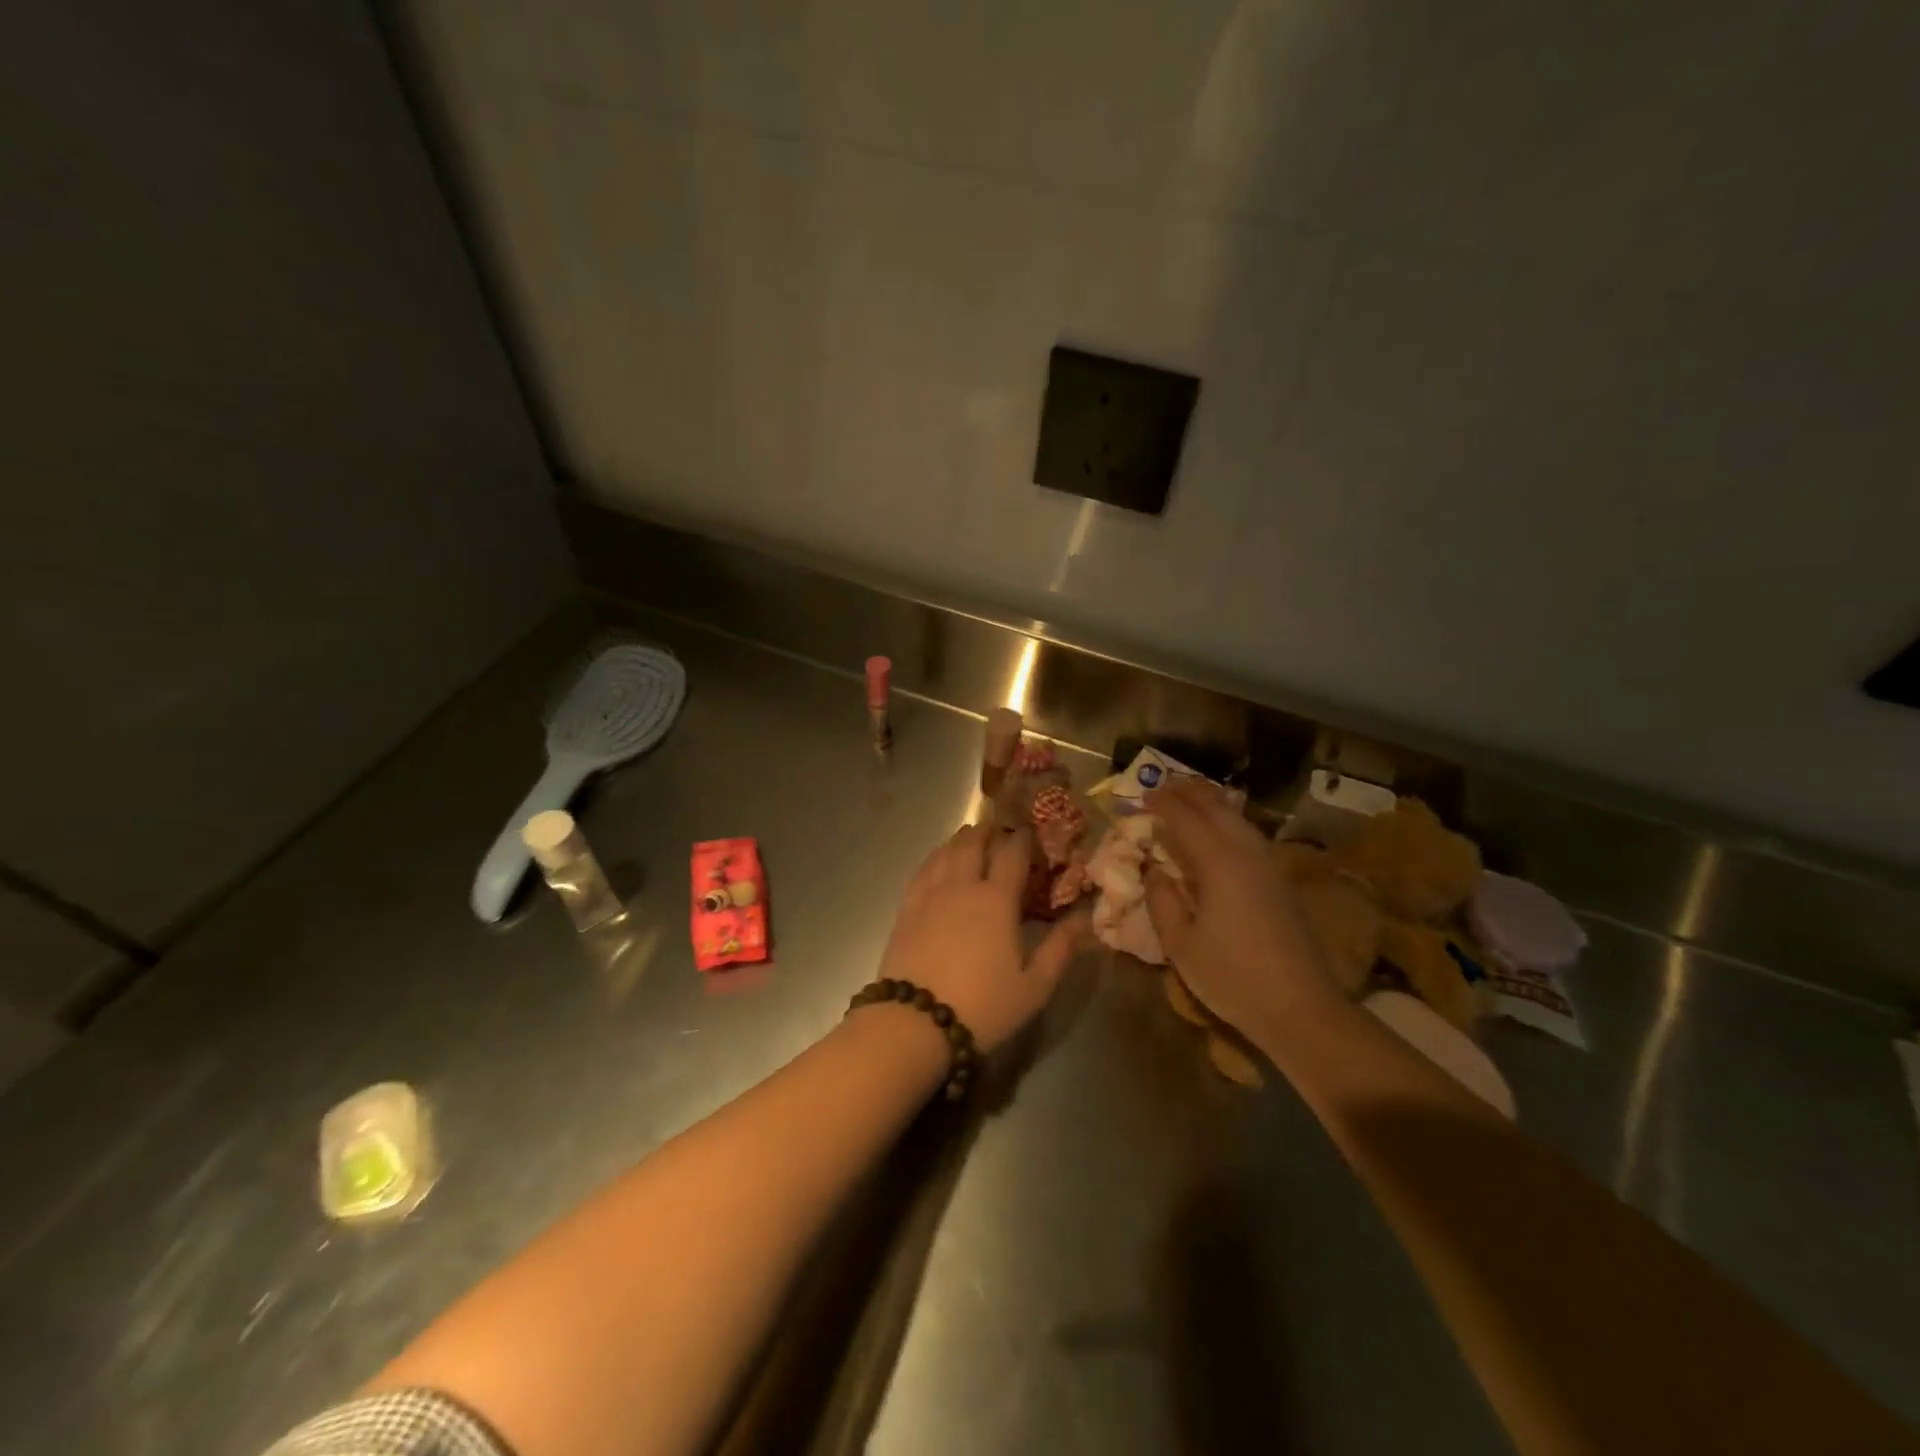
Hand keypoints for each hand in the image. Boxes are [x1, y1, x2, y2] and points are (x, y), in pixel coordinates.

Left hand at [875, 824, 1085, 1052]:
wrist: (914, 1023)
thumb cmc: (983, 1006)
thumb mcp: (1034, 986)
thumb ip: (1061, 947)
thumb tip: (1086, 917)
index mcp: (997, 899)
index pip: (1012, 852)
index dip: (1023, 838)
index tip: (1032, 834)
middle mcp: (962, 885)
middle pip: (974, 842)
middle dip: (990, 831)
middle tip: (1001, 832)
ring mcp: (930, 893)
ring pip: (946, 850)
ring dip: (962, 839)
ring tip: (972, 838)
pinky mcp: (906, 907)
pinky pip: (923, 868)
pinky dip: (936, 856)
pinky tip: (939, 861)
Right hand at [1143, 780, 1338, 1039]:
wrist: (1300, 1007)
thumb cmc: (1231, 976)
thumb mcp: (1180, 942)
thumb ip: (1161, 899)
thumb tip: (1153, 869)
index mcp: (1218, 863)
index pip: (1184, 818)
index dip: (1161, 803)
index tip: (1140, 795)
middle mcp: (1245, 852)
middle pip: (1216, 807)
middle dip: (1188, 792)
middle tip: (1163, 785)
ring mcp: (1268, 865)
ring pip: (1237, 818)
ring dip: (1211, 803)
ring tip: (1189, 798)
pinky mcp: (1279, 880)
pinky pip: (1248, 834)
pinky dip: (1227, 821)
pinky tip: (1218, 831)